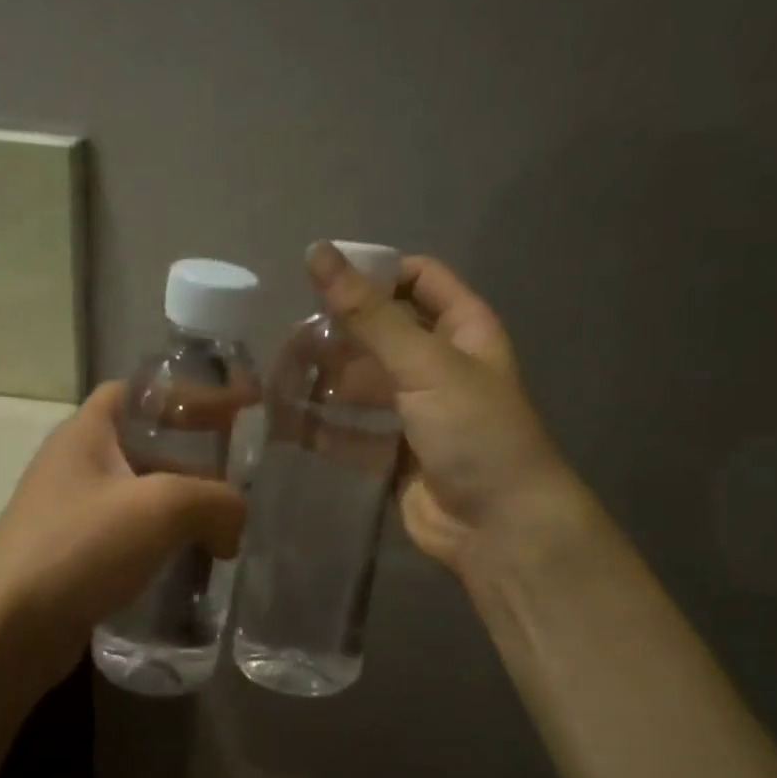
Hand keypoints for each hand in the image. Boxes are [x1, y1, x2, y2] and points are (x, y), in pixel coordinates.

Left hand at [0, 381, 245, 675]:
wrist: (8, 630)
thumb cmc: (80, 547)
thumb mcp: (161, 508)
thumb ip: (216, 500)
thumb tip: (234, 524)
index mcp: (86, 433)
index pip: (137, 391)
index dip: (184, 394)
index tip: (228, 413)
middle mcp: (75, 465)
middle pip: (145, 445)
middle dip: (193, 460)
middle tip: (238, 480)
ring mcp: (71, 514)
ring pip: (140, 497)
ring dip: (182, 509)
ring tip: (225, 528)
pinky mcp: (74, 558)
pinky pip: (129, 538)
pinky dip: (163, 544)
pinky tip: (191, 565)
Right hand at [307, 241, 582, 580]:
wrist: (498, 525)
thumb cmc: (474, 432)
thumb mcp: (425, 363)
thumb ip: (369, 313)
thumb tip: (318, 252)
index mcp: (463, 329)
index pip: (418, 279)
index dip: (375, 273)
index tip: (323, 282)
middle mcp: (439, 365)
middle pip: (381, 333)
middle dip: (338, 334)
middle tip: (288, 338)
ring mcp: (415, 411)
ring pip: (362, 383)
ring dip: (325, 380)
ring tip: (278, 377)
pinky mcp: (392, 452)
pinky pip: (352, 430)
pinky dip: (324, 426)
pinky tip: (287, 421)